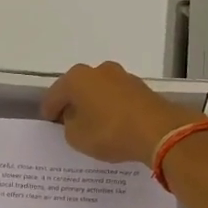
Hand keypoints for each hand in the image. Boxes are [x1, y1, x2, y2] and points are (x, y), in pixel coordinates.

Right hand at [40, 61, 203, 165]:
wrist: (158, 131)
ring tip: (92, 124)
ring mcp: (122, 76)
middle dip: (73, 103)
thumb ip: (69, 125)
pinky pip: (117, 98)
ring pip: (99, 91)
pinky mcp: (141, 88)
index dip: (49, 111)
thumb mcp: (77, 137)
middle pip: (78, 88)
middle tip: (68, 122)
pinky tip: (112, 123)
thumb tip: (75, 117)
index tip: (49, 122)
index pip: (54, 95)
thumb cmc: (109, 132)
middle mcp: (98, 70)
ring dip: (94, 105)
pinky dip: (112, 108)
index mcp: (76, 78)